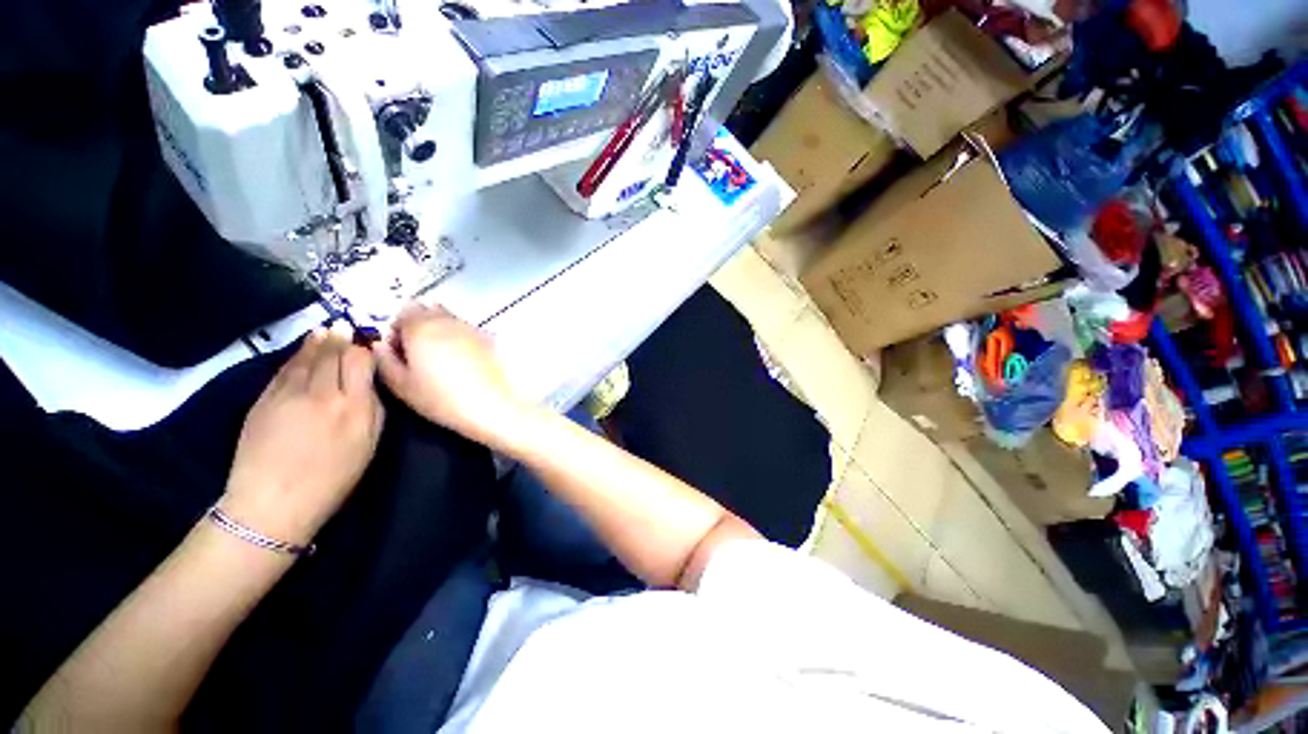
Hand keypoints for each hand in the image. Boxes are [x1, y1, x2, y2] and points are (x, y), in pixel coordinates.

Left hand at [221, 326, 384, 545]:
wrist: (273, 503)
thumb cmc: (332, 478)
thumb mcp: (368, 445)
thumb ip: (373, 409)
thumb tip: (368, 384)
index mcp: (353, 406)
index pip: (359, 362)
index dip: (364, 349)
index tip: (367, 343)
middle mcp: (322, 393)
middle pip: (333, 355)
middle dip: (341, 339)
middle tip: (346, 325)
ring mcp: (288, 394)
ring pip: (308, 358)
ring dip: (319, 341)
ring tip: (327, 328)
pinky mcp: (264, 399)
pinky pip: (285, 369)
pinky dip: (297, 355)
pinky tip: (304, 346)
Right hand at [372, 304, 524, 446]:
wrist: (495, 404)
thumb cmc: (442, 398)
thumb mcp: (401, 386)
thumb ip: (384, 361)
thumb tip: (380, 345)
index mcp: (421, 326)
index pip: (403, 313)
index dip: (398, 331)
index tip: (400, 354)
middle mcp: (448, 320)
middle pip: (428, 311)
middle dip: (419, 328)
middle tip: (420, 356)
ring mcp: (472, 327)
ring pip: (450, 320)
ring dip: (441, 332)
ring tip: (444, 362)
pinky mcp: (491, 338)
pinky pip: (469, 331)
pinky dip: (462, 340)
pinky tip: (465, 364)